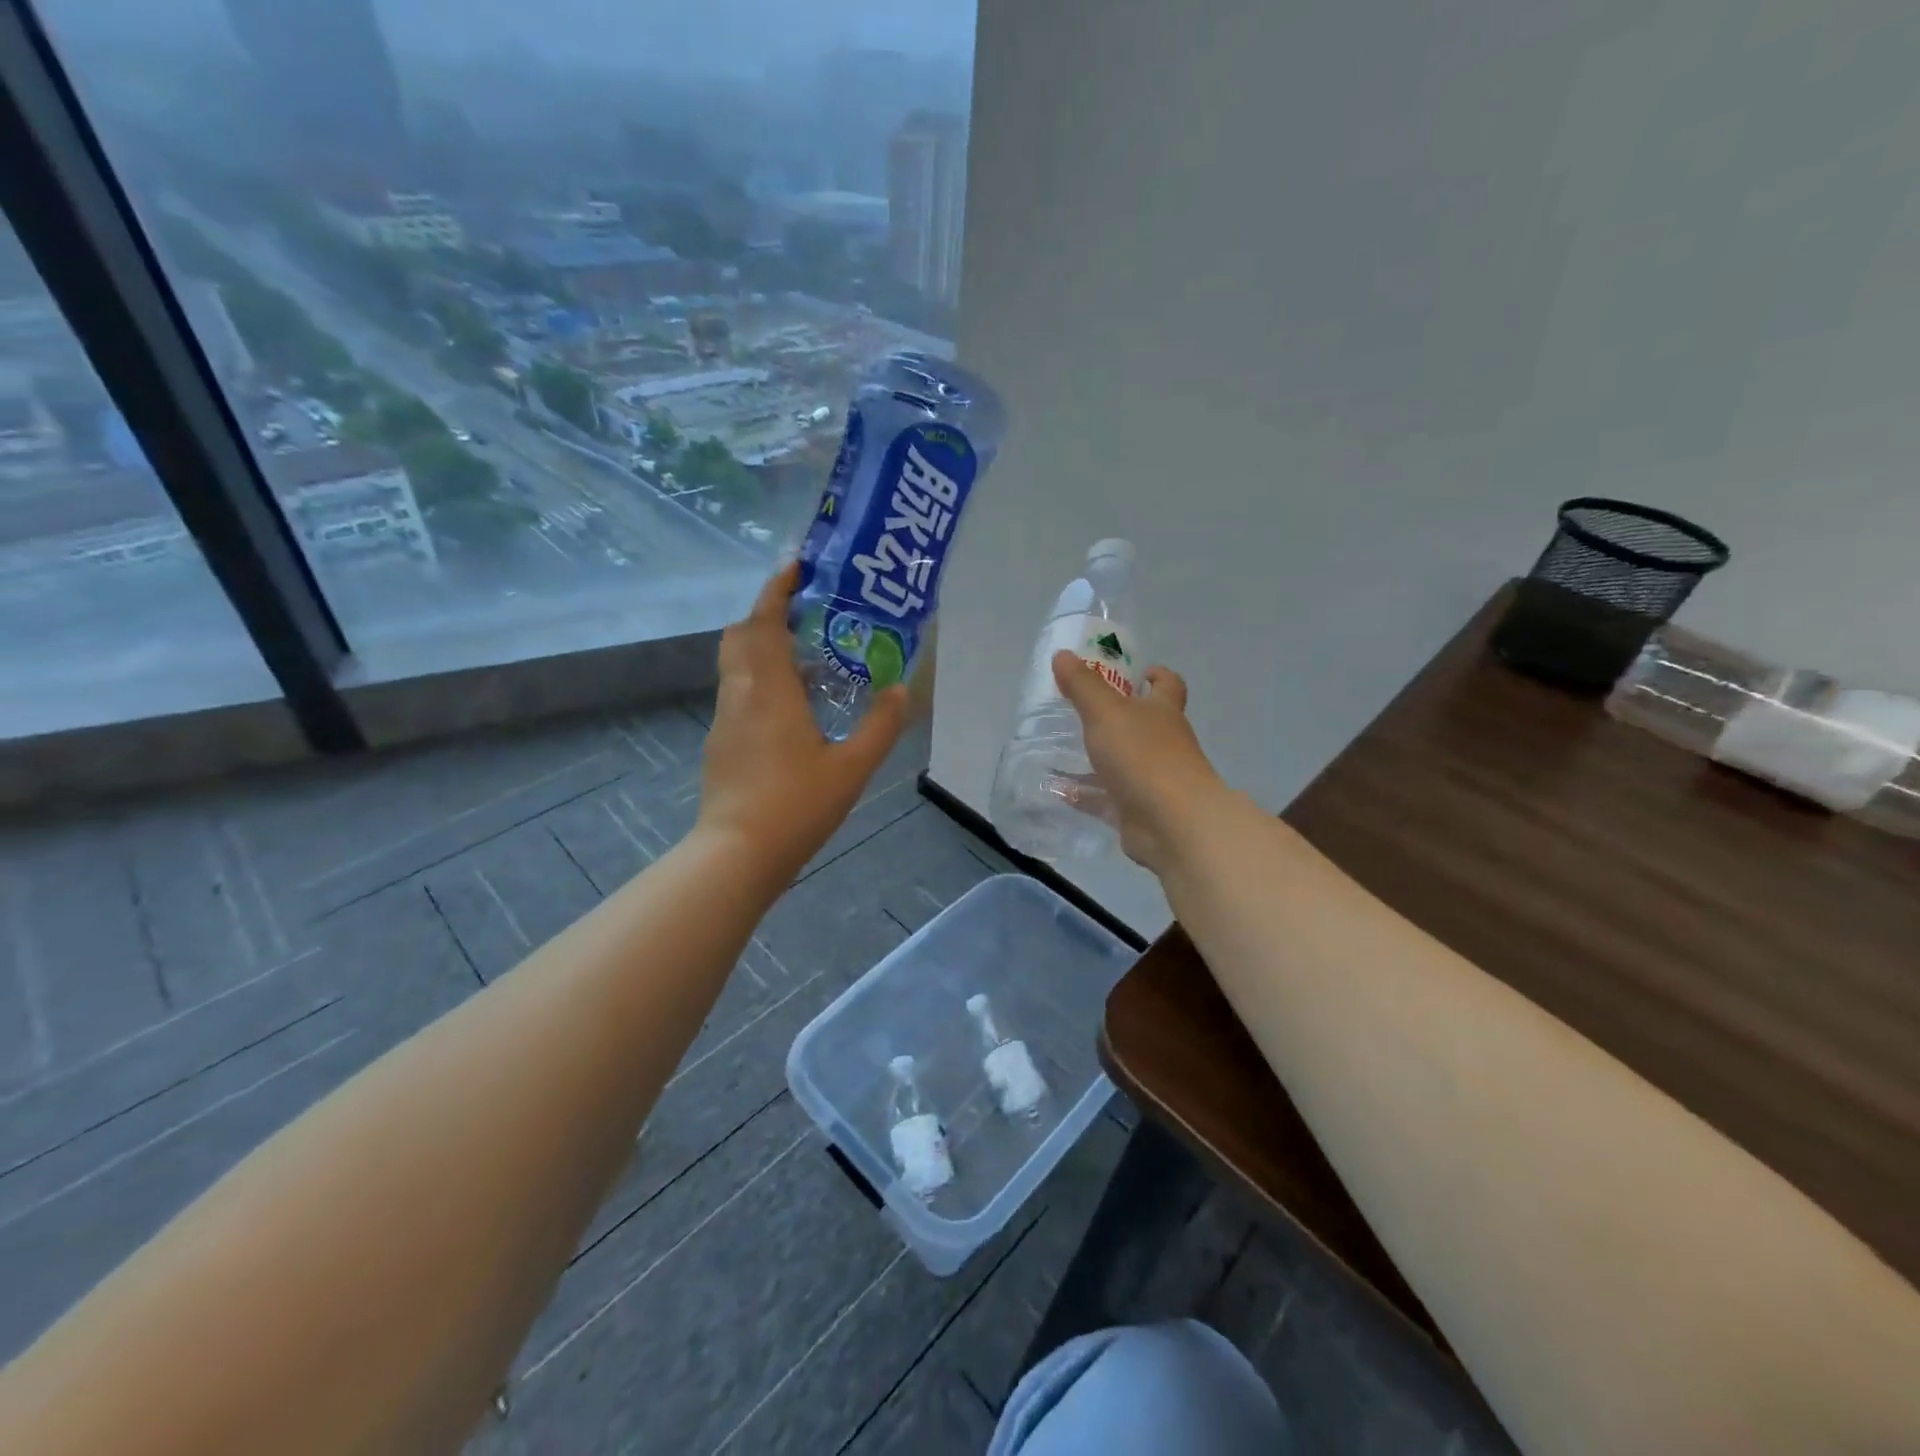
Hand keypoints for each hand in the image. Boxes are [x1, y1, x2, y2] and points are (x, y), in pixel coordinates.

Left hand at [698, 564, 910, 881]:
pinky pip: (739, 694)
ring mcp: (725, 720)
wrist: (737, 854)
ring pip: (737, 666)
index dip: (777, 589)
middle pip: (741, 636)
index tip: (796, 566)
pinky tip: (792, 709)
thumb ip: (880, 725)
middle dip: (768, 615)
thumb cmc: (796, 805)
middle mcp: (740, 694)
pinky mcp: (720, 744)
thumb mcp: (851, 767)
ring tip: (809, 661)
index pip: (764, 621)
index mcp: (769, 690)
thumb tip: (901, 689)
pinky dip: (761, 682)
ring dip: (765, 650)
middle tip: (808, 616)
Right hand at [1051, 651, 1228, 873]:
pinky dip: (1085, 794)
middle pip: (1143, 724)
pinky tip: (1058, 790)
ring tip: (1060, 750)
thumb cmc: (1143, 756)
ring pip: (1122, 763)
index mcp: (1163, 712)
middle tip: (1081, 710)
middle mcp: (1163, 743)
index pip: (1168, 685)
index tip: (1138, 671)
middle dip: (1117, 717)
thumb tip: (1063, 654)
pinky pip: (1106, 798)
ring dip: (1097, 757)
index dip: (1156, 675)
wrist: (1172, 823)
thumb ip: (1083, 685)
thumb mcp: (1106, 712)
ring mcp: (1153, 779)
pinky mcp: (1137, 810)